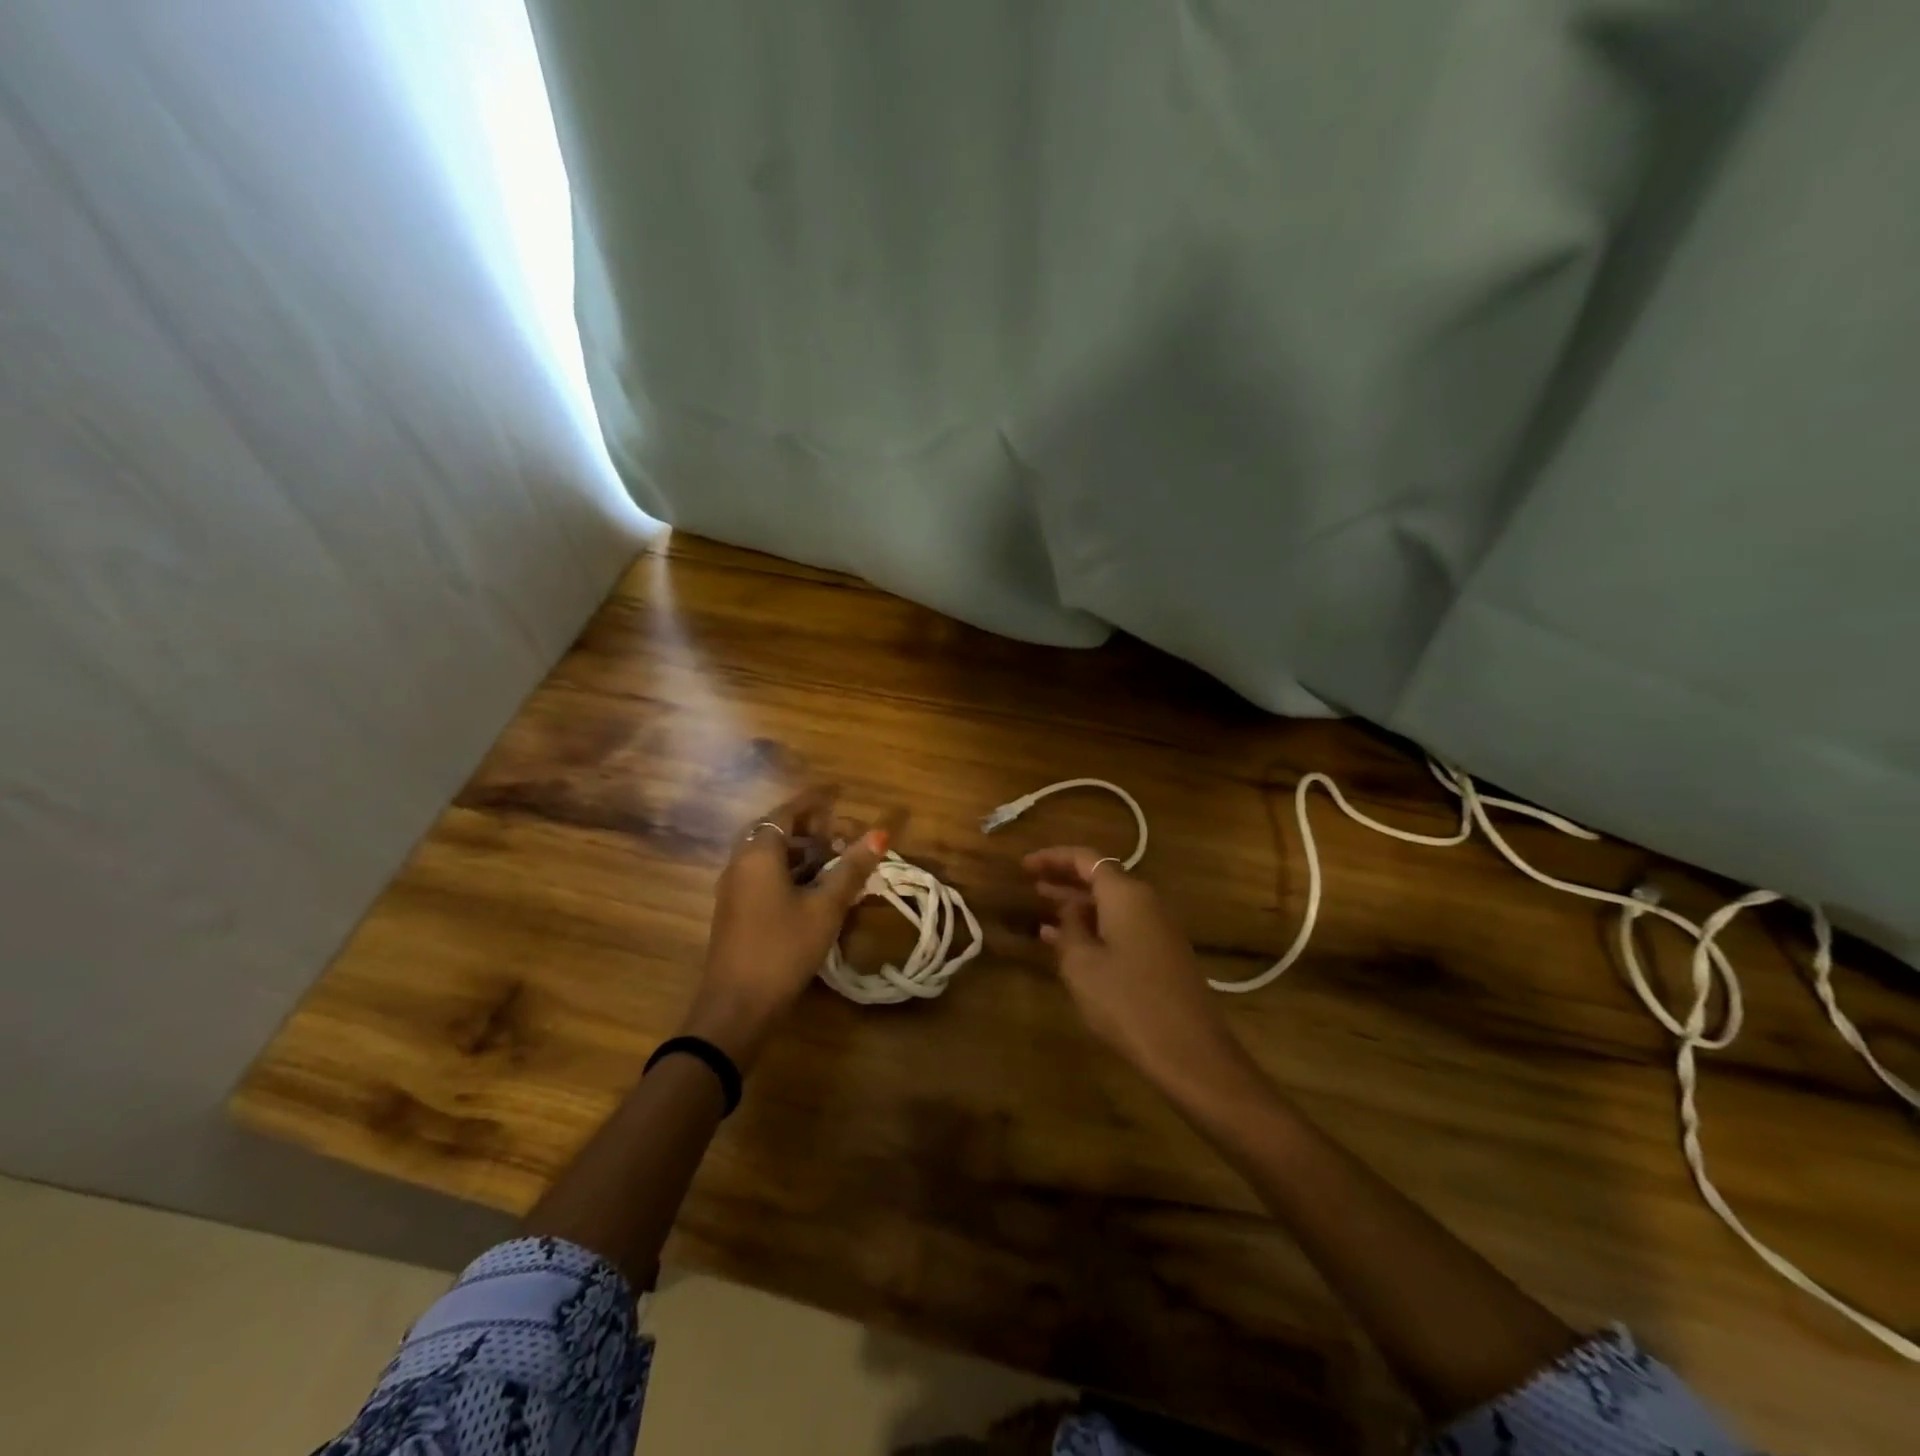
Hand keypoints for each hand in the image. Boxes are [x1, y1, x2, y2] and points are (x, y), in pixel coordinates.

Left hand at [683, 787, 896, 1068]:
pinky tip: (813, 890)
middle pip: (775, 831)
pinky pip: (763, 876)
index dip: (814, 800)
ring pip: (769, 856)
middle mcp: (740, 863)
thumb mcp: (825, 907)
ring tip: (833, 860)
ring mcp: (734, 889)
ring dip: (799, 851)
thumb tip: (881, 833)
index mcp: (759, 853)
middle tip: (839, 831)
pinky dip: (788, 871)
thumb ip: (852, 868)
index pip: (787, 812)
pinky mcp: (735, 911)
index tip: (838, 793)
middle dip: (807, 827)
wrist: (737, 1006)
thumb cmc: (783, 948)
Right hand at [1027, 847, 1250, 1097]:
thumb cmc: (1127, 1002)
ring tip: (1042, 911)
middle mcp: (1146, 901)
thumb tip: (1069, 910)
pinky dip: (1094, 927)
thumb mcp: (1082, 964)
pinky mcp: (1163, 953)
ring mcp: (1158, 928)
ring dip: (1077, 906)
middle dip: (1064, 879)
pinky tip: (1069, 944)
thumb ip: (1069, 929)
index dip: (1052, 857)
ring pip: (1110, 904)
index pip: (1085, 858)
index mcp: (1125, 894)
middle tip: (1029, 883)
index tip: (1024, 866)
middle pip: (1100, 878)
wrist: (1189, 1051)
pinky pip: (1122, 926)